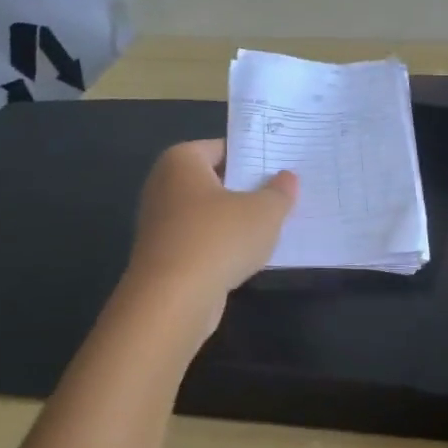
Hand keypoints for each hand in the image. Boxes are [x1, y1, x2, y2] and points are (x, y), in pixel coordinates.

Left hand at [124, 140, 296, 310]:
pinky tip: (249, 256)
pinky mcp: (164, 256)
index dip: (253, 157)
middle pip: (215, 180)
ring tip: (273, 227)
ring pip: (209, 213)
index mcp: (181, 161)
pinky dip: (223, 246)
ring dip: (236, 220)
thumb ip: (280, 192)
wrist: (173, 300)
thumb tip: (287, 178)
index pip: (223, 148)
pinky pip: (202, 241)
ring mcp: (160, 223)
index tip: (281, 168)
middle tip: (283, 195)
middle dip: (247, 189)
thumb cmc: (219, 239)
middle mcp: (163, 185)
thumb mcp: (265, 211)